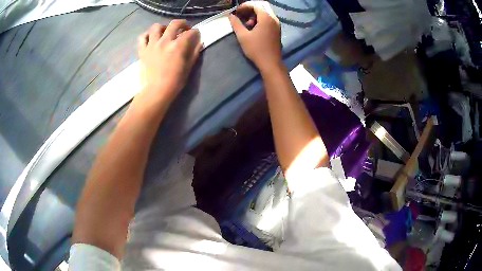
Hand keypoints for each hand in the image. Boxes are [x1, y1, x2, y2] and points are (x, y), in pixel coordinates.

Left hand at [137, 20, 201, 103]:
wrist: (155, 92)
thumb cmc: (174, 82)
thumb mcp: (188, 68)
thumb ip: (194, 53)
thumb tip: (199, 43)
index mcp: (178, 46)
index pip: (190, 33)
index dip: (195, 32)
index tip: (196, 35)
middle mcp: (165, 41)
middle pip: (175, 24)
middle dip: (182, 24)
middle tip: (184, 28)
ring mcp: (152, 45)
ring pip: (156, 27)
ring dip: (163, 27)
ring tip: (165, 33)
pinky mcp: (142, 51)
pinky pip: (142, 37)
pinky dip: (147, 35)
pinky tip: (151, 39)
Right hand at [229, 1, 280, 71]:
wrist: (270, 63)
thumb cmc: (256, 49)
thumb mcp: (243, 36)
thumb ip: (236, 24)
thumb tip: (230, 16)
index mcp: (266, 18)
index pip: (255, 5)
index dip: (244, 6)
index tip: (236, 11)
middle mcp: (274, 18)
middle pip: (262, 6)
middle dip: (251, 8)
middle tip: (241, 13)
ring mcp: (277, 24)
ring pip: (266, 12)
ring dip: (255, 13)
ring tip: (246, 23)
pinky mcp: (277, 29)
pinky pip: (269, 18)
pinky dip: (260, 18)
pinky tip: (253, 27)